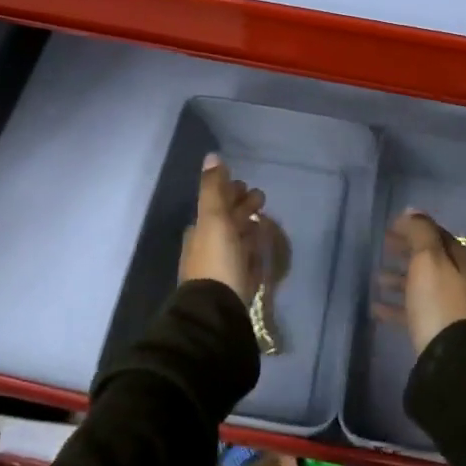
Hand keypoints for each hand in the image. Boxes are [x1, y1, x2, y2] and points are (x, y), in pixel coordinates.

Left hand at [179, 154, 265, 303]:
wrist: (218, 310)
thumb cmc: (216, 260)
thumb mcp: (213, 218)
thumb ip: (213, 188)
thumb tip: (212, 156)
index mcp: (200, 231)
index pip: (216, 205)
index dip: (231, 193)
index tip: (247, 186)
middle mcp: (207, 248)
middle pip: (227, 223)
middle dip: (242, 209)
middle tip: (262, 200)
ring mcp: (221, 269)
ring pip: (236, 242)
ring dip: (248, 230)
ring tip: (265, 223)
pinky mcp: (235, 286)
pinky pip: (245, 262)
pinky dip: (252, 251)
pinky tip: (261, 250)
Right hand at [378, 210, 465, 355]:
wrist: (455, 358)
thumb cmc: (439, 302)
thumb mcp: (429, 260)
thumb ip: (421, 233)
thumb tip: (412, 210)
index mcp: (459, 259)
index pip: (435, 234)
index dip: (413, 228)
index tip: (390, 227)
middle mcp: (458, 279)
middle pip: (429, 259)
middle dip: (406, 250)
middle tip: (383, 246)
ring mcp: (449, 306)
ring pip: (420, 284)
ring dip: (399, 278)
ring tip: (376, 278)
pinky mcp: (438, 329)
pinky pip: (413, 311)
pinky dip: (396, 306)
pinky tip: (376, 309)